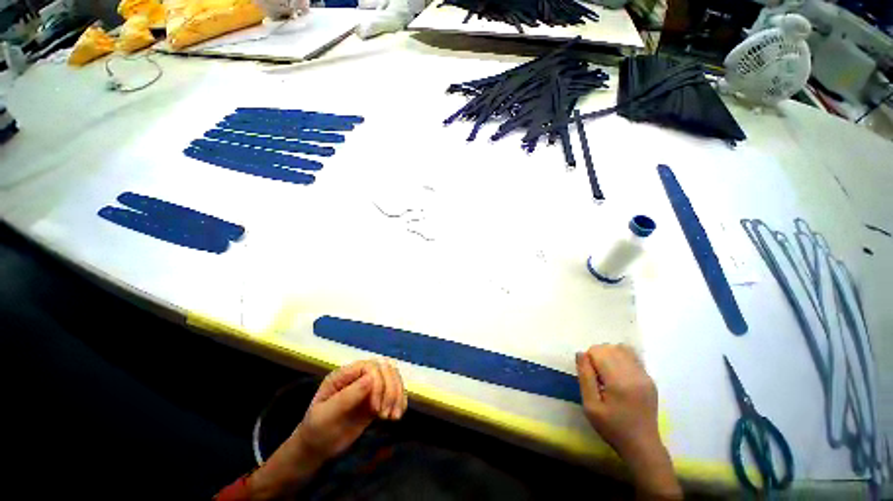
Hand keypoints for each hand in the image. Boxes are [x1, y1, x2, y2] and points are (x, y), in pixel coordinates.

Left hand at [249, 360, 407, 499]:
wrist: (316, 449)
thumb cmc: (316, 431)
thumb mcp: (326, 415)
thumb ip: (347, 396)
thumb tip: (371, 379)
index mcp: (344, 374)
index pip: (370, 366)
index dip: (378, 383)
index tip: (375, 409)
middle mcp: (359, 375)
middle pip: (385, 368)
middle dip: (391, 389)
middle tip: (387, 415)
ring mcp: (369, 386)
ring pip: (393, 377)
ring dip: (397, 394)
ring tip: (394, 417)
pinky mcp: (377, 398)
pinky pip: (394, 391)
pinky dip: (400, 400)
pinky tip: (397, 415)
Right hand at [576, 344, 681, 499]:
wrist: (642, 446)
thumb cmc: (612, 427)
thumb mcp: (590, 406)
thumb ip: (585, 377)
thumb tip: (581, 354)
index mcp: (619, 381)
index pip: (598, 351)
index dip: (589, 359)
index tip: (590, 376)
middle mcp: (634, 374)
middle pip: (610, 347)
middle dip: (598, 355)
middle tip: (597, 376)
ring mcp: (645, 375)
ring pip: (622, 349)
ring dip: (610, 355)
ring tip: (607, 373)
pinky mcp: (649, 379)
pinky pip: (632, 356)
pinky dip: (621, 359)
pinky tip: (618, 375)